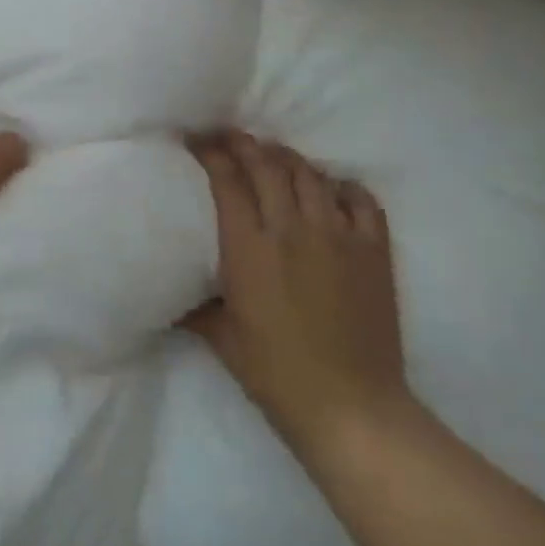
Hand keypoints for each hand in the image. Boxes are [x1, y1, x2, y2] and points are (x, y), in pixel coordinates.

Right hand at [185, 132, 412, 455]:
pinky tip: (331, 187)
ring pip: (310, 174)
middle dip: (244, 144)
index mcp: (249, 249)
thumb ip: (195, 305)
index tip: (197, 141)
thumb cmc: (275, 375)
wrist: (351, 408)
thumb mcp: (221, 338)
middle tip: (230, 137)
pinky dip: (342, 186)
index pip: (227, 181)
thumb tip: (171, 291)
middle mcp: (292, 230)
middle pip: (266, 166)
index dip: (211, 154)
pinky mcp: (373, 250)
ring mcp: (337, 236)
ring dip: (287, 158)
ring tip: (274, 156)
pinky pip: (360, 199)